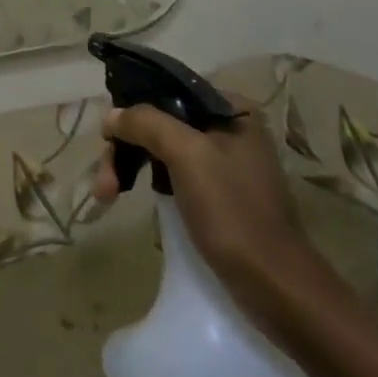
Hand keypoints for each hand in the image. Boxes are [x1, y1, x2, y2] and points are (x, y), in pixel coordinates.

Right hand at [92, 94, 316, 317]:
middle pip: (160, 122)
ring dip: (129, 167)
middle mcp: (229, 129)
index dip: (133, 106)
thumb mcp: (187, 155)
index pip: (168, 90)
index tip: (108, 133)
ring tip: (105, 194)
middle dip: (126, 147)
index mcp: (231, 109)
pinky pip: (172, 173)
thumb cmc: (233, 211)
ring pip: (161, 149)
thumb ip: (146, 123)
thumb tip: (111, 116)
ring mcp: (223, 164)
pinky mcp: (217, 194)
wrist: (275, 286)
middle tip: (103, 180)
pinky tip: (128, 195)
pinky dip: (147, 181)